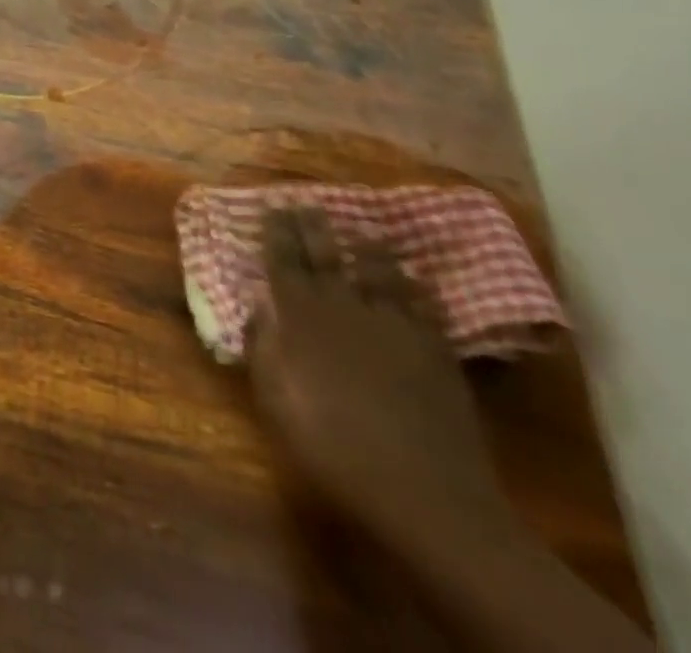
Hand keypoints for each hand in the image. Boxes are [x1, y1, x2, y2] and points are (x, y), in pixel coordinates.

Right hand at [249, 207, 511, 546]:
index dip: (275, 232)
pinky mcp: (434, 347)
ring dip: (366, 247)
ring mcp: (393, 324)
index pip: (283, 260)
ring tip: (363, 231)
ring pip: (378, 270)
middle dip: (312, 226)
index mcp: (301, 316)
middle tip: (305, 202)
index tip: (271, 206)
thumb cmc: (331, 444)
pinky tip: (415, 278)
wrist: (423, 489)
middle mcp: (344, 306)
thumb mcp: (274, 398)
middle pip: (326, 255)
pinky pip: (423, 304)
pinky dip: (415, 286)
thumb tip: (257, 305)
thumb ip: (262, 345)